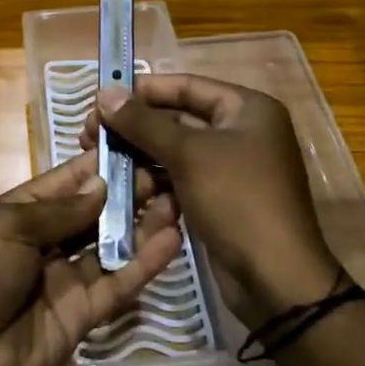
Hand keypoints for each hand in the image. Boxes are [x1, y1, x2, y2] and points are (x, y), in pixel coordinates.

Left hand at [0, 151, 183, 365]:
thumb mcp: (8, 227)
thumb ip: (60, 210)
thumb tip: (102, 184)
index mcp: (19, 213)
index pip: (66, 182)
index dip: (98, 165)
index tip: (136, 142)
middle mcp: (46, 242)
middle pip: (93, 213)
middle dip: (128, 192)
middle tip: (170, 171)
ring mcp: (65, 279)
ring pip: (111, 246)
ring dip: (142, 225)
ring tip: (180, 199)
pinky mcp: (83, 315)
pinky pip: (117, 284)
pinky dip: (143, 264)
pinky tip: (171, 240)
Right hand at [85, 74, 342, 326]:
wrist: (276, 280)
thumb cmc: (237, 201)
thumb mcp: (188, 155)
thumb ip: (143, 122)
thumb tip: (104, 93)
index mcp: (247, 108)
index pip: (185, 85)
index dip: (141, 91)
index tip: (99, 100)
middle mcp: (242, 131)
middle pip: (178, 116)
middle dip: (134, 125)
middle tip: (88, 134)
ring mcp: (232, 167)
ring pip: (175, 149)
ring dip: (138, 152)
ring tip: (96, 158)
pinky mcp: (220, 198)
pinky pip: (180, 177)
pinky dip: (153, 178)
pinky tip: (120, 183)